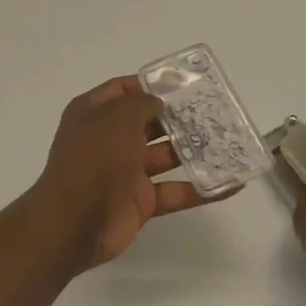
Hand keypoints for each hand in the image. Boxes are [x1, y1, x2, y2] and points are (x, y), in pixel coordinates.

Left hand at [23, 76, 221, 271]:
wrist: (73, 223)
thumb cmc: (94, 159)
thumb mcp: (117, 118)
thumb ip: (142, 103)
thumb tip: (158, 101)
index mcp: (94, 114)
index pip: (124, 90)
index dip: (151, 84)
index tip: (184, 83)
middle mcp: (109, 139)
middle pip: (149, 122)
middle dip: (179, 117)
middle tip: (214, 111)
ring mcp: (124, 172)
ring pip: (165, 156)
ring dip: (194, 150)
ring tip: (228, 141)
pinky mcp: (140, 202)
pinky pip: (174, 191)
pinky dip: (200, 189)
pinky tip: (231, 183)